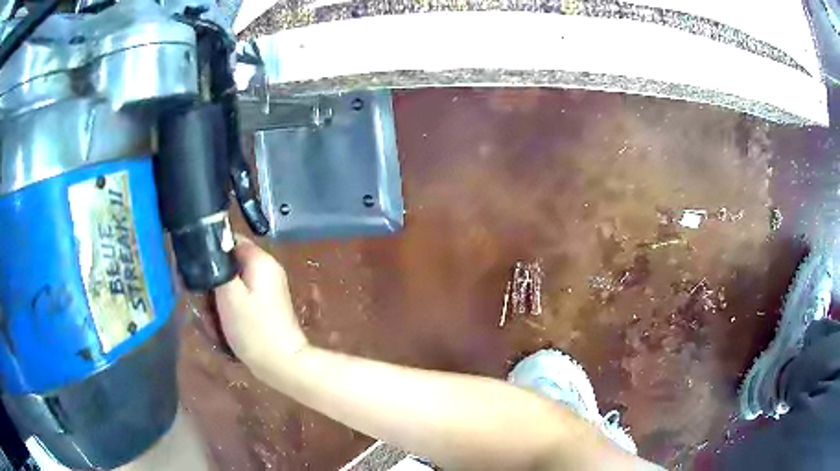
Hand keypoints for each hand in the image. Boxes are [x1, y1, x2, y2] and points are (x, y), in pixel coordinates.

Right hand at [214, 236, 307, 367]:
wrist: (282, 364)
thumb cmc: (253, 329)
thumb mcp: (229, 294)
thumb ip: (219, 266)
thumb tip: (212, 241)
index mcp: (260, 260)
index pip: (230, 240)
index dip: (210, 252)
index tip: (196, 271)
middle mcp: (265, 270)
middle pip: (228, 266)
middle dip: (212, 285)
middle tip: (205, 306)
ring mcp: (265, 290)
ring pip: (230, 286)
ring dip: (217, 302)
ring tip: (212, 322)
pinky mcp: (263, 307)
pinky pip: (238, 301)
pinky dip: (227, 312)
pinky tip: (221, 329)